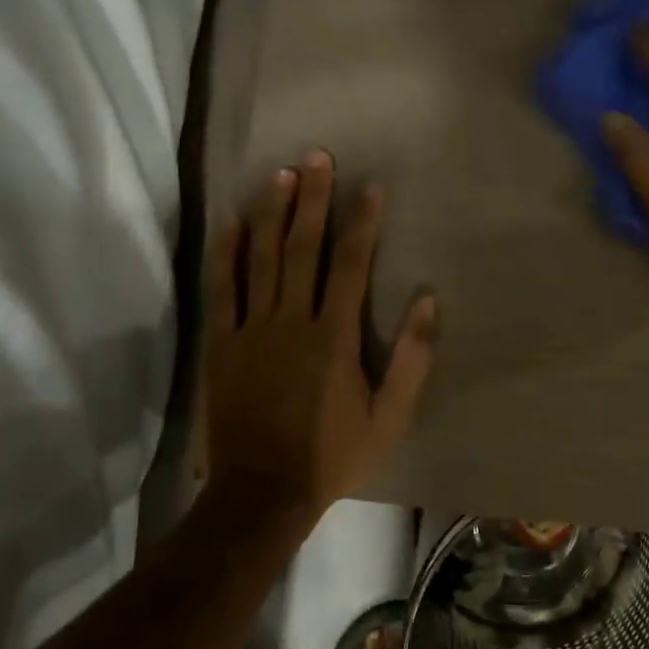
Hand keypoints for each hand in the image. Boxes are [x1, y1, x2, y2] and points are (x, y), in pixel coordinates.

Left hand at [205, 151, 437, 516]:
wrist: (262, 492)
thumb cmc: (333, 454)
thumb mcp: (389, 416)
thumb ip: (411, 357)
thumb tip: (427, 299)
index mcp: (333, 336)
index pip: (349, 264)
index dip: (360, 222)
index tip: (368, 186)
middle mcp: (291, 321)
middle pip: (303, 248)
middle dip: (313, 199)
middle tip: (318, 156)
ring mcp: (251, 330)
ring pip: (262, 259)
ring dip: (272, 213)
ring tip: (281, 173)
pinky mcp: (221, 344)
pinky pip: (222, 289)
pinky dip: (226, 253)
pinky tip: (232, 221)